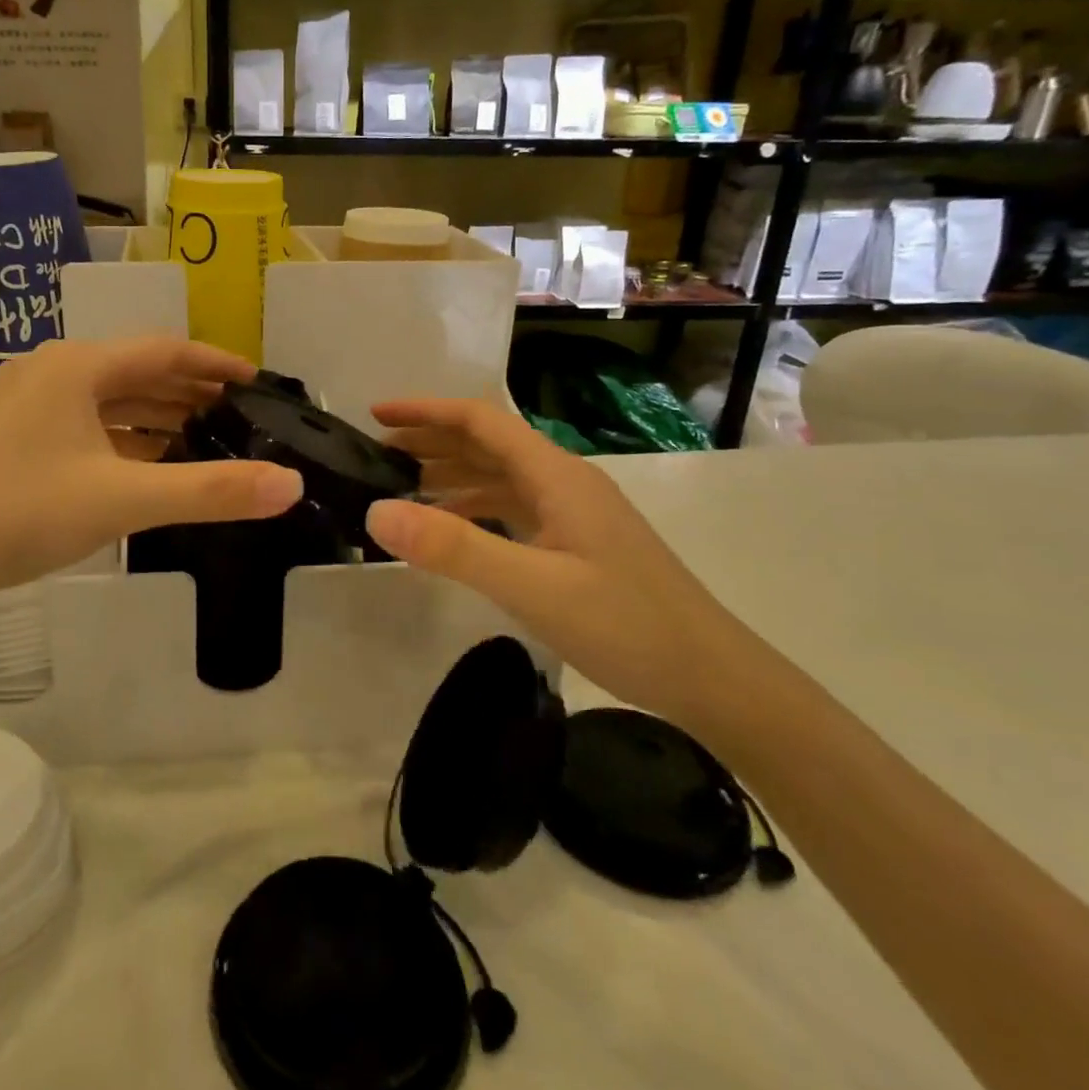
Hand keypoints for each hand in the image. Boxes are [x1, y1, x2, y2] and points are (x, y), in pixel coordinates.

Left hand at [0, 337, 303, 608]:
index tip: (255, 381)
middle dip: (189, 394)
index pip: (164, 351)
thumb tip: (290, 484)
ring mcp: (27, 404)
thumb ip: (211, 491)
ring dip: (156, 417)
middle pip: (137, 372)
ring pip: (108, 401)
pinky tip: (147, 464)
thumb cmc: (23, 513)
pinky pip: (85, 425)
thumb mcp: (125, 500)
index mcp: (77, 367)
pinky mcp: (14, 437)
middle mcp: (52, 372)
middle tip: (238, 417)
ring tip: (203, 439)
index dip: (214, 365)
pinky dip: (123, 439)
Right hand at [363, 399, 765, 729]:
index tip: (375, 415)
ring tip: (400, 488)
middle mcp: (563, 482)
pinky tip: (450, 529)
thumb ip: (454, 548)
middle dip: (430, 440)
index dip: (424, 411)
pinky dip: (472, 508)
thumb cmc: (626, 625)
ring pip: (498, 477)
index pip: (479, 420)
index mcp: (555, 475)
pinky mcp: (576, 543)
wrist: (713, 678)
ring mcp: (572, 513)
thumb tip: (376, 511)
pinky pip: (511, 509)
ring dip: (449, 474)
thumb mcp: (532, 586)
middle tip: (375, 454)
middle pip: (487, 443)